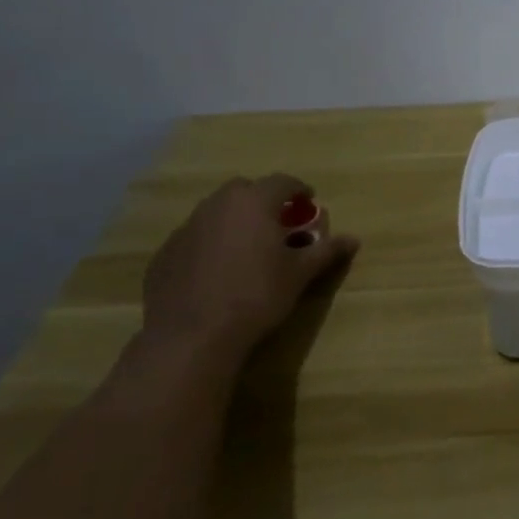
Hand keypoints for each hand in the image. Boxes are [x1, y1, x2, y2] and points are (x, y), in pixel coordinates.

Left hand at [142, 175, 359, 363]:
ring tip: (248, 248)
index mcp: (254, 202)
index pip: (283, 182)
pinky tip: (218, 273)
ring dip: (235, 221)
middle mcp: (217, 205)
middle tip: (278, 224)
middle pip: (245, 190)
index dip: (300, 190)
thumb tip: (353, 239)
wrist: (192, 336)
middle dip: (263, 201)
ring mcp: (186, 228)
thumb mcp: (300, 274)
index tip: (309, 204)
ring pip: (216, 212)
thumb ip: (326, 251)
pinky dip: (210, 244)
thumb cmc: (256, 296)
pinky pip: (195, 238)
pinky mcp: (165, 254)